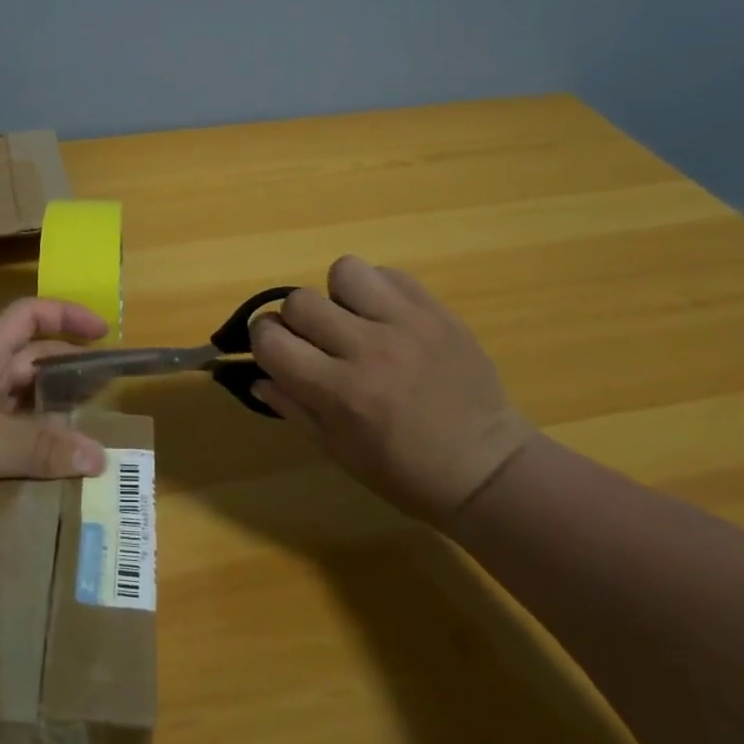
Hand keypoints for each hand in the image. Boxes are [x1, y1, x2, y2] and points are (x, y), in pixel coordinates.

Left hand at [0, 298, 110, 532]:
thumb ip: (42, 448)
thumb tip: (101, 457)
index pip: (28, 317)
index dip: (65, 316)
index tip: (103, 332)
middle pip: (28, 365)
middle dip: (67, 374)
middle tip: (106, 396)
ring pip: (17, 411)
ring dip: (50, 422)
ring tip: (89, 442)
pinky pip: (2, 448)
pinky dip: (27, 457)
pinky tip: (50, 478)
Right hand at [249, 255, 534, 524]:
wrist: (486, 468)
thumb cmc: (404, 472)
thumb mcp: (337, 450)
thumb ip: (292, 405)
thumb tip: (256, 374)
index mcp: (340, 392)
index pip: (271, 339)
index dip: (265, 342)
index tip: (278, 352)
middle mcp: (368, 350)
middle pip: (300, 301)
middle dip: (297, 321)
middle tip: (317, 342)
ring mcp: (406, 324)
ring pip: (344, 271)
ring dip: (339, 296)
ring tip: (355, 322)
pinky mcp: (436, 311)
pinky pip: (389, 274)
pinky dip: (378, 291)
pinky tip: (387, 319)